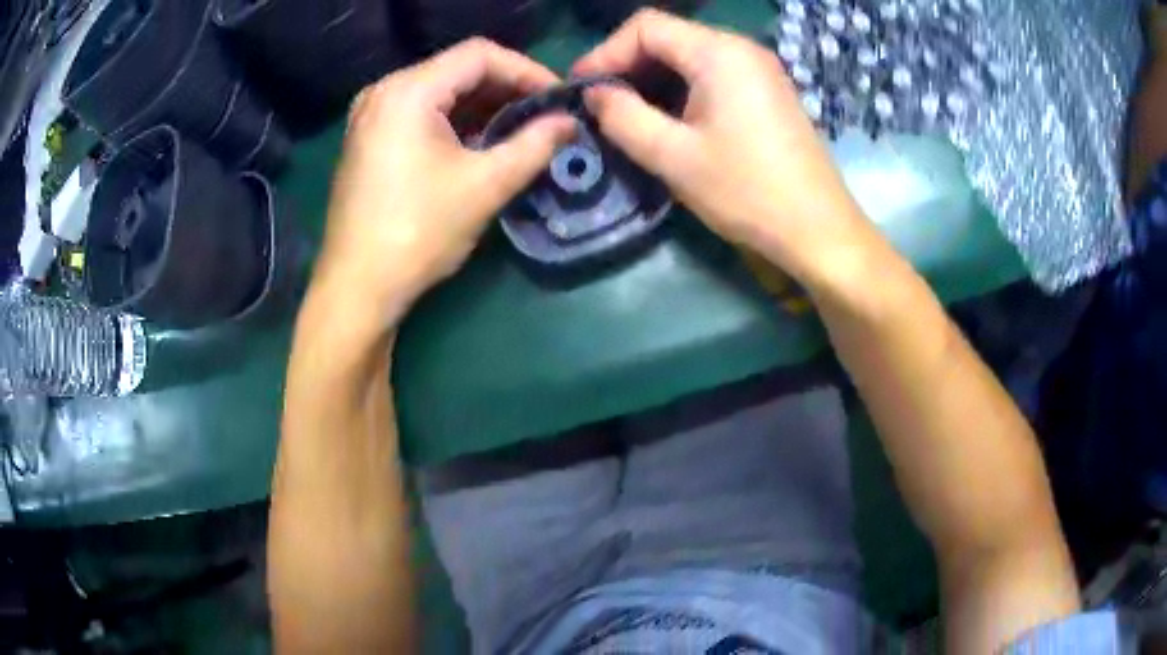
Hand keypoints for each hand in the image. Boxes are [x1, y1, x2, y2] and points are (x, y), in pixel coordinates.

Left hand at [313, 38, 574, 327]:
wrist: (357, 287)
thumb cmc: (418, 232)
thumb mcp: (485, 185)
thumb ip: (535, 145)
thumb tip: (571, 123)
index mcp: (408, 91)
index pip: (480, 55)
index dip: (527, 70)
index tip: (559, 98)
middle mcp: (384, 92)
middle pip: (458, 69)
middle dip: (507, 88)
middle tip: (546, 115)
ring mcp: (371, 115)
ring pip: (440, 91)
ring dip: (483, 105)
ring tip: (523, 128)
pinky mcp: (368, 139)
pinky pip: (420, 113)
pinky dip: (455, 121)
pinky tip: (481, 141)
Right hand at [574, 10, 878, 286]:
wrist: (819, 230)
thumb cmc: (747, 192)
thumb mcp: (673, 156)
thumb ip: (623, 117)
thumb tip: (594, 94)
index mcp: (719, 53)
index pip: (646, 27)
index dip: (606, 52)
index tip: (581, 88)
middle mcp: (741, 49)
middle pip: (669, 37)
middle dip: (628, 65)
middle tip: (600, 104)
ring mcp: (760, 70)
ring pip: (690, 57)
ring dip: (653, 79)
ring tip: (627, 115)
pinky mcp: (768, 92)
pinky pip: (714, 75)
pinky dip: (682, 89)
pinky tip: (669, 120)